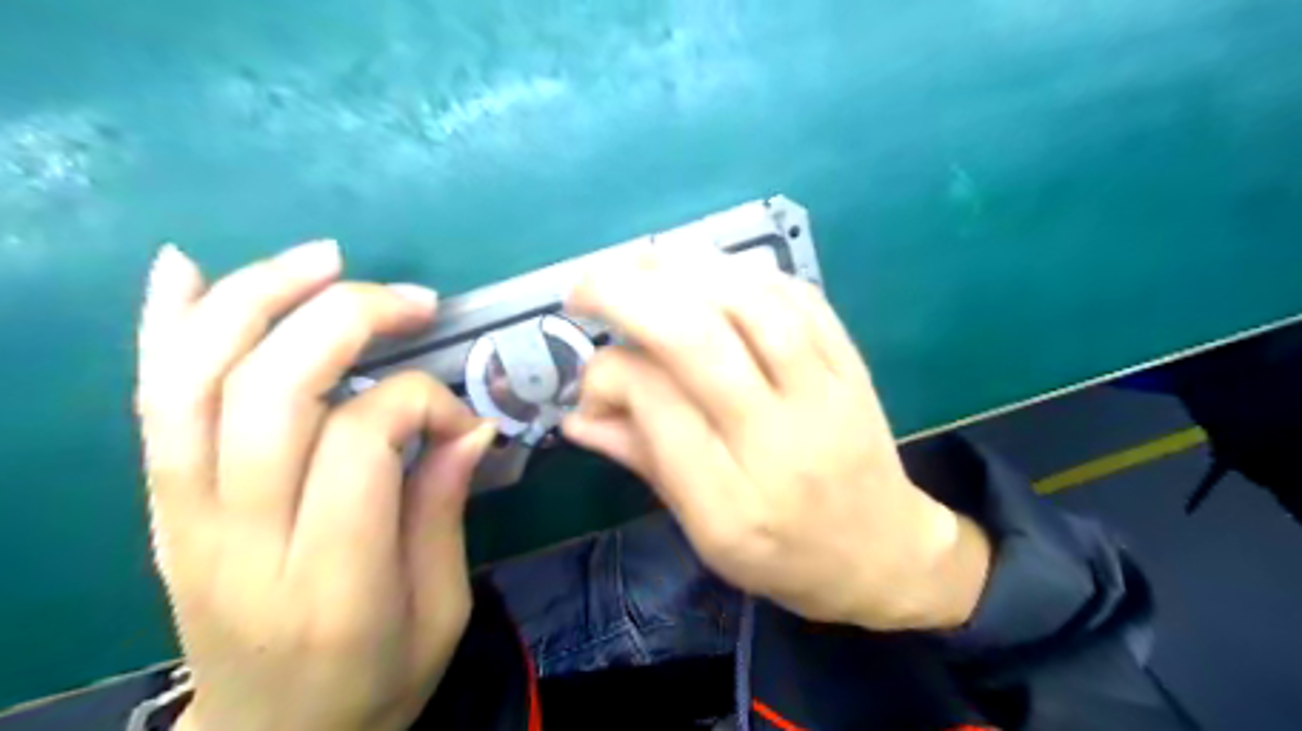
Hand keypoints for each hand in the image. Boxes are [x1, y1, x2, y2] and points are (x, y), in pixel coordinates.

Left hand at [134, 242, 494, 730]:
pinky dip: (163, 327)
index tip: (461, 418)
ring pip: (198, 381)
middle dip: (348, 321)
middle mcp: (240, 542)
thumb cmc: (374, 682)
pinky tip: (186, 269)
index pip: (359, 443)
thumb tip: (469, 423)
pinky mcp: (159, 507)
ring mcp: (180, 520)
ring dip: (260, 300)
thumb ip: (445, 511)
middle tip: (413, 301)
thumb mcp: (441, 612)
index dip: (418, 402)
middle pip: (270, 393)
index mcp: (330, 584)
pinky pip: (151, 404)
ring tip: (325, 260)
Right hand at [566, 253, 992, 626]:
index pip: (659, 407)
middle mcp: (779, 441)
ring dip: (685, 270)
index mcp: (732, 503)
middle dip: (629, 297)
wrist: (883, 551)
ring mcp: (825, 394)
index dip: (610, 375)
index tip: (591, 379)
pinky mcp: (852, 365)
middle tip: (584, 285)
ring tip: (638, 261)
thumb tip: (577, 415)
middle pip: (700, 343)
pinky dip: (746, 272)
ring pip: (753, 305)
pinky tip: (708, 268)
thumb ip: (644, 462)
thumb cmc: (783, 554)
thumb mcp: (703, 533)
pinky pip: (800, 298)